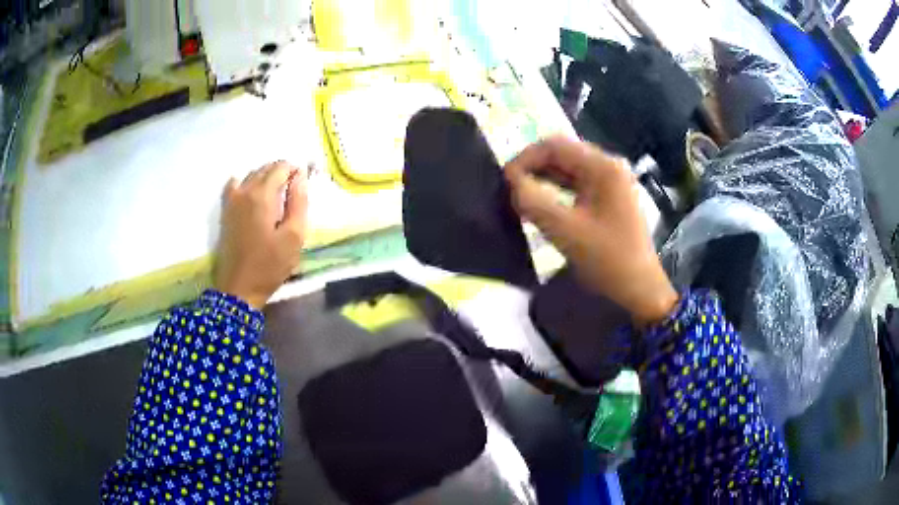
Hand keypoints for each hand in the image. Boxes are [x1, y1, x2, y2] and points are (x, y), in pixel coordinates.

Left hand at [214, 161, 307, 308]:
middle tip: (294, 193)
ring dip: (266, 178)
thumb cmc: (270, 265)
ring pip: (251, 175)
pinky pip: (235, 184)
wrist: (238, 288)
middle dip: (282, 173)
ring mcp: (232, 199)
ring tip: (278, 196)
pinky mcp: (225, 210)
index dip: (296, 172)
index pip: (282, 167)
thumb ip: (299, 202)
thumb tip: (301, 177)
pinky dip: (246, 183)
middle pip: (266, 168)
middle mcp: (245, 190)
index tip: (303, 187)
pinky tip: (253, 195)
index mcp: (263, 195)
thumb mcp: (294, 237)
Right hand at [504, 137, 676, 325]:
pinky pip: (575, 185)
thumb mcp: (565, 231)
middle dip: (533, 168)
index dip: (525, 159)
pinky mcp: (608, 198)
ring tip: (519, 196)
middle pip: (562, 154)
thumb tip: (511, 182)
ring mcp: (610, 182)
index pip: (555, 146)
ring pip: (567, 170)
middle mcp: (607, 167)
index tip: (504, 181)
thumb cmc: (607, 259)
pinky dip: (555, 191)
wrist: (639, 290)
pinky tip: (540, 205)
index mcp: (602, 167)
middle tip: (509, 189)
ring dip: (542, 179)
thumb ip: (533, 202)